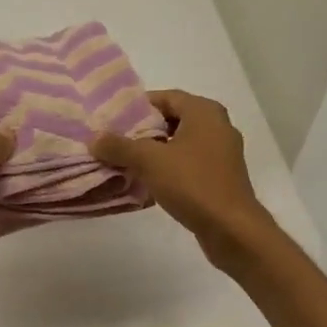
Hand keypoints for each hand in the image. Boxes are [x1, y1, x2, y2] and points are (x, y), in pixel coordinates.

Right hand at [92, 90, 275, 267]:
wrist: (231, 228)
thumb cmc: (192, 184)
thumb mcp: (149, 161)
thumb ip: (120, 146)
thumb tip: (95, 138)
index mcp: (204, 112)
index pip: (166, 97)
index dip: (138, 106)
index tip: (113, 119)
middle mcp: (217, 126)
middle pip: (173, 120)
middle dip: (144, 131)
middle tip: (116, 141)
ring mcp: (222, 153)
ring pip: (180, 144)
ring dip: (155, 152)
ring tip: (126, 162)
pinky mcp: (221, 177)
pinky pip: (189, 164)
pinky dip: (169, 168)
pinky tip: (148, 182)